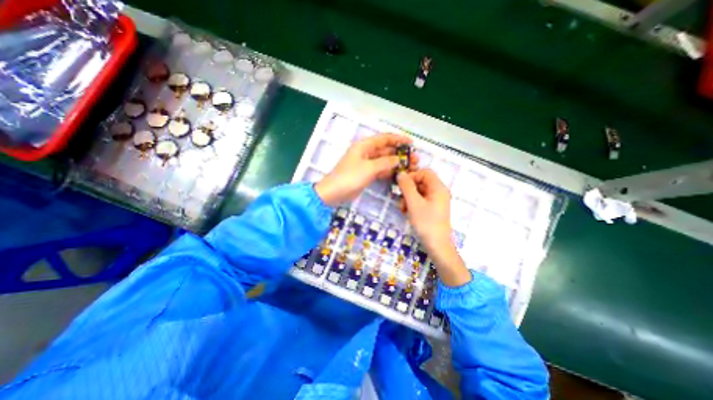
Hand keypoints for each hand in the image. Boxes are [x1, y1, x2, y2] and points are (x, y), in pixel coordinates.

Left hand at [313, 133, 418, 206]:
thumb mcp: (369, 168)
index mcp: (364, 145)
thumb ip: (385, 162)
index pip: (384, 138)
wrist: (335, 192)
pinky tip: (399, 174)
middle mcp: (366, 152)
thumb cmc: (350, 177)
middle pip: (386, 150)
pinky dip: (389, 171)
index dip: (398, 139)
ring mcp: (366, 164)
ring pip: (384, 160)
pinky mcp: (366, 174)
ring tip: (410, 167)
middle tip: (414, 159)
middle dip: (400, 153)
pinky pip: (380, 170)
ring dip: (396, 163)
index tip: (411, 143)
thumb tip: (399, 159)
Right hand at [399, 170, 471, 285]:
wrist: (436, 245)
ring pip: (418, 192)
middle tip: (401, 200)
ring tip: (404, 209)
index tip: (401, 185)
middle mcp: (439, 192)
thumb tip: (400, 174)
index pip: (424, 173)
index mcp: (438, 188)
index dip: (412, 176)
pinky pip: (420, 200)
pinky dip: (412, 204)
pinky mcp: (432, 209)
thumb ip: (406, 186)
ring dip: (408, 198)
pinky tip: (407, 213)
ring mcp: (436, 201)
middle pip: (421, 182)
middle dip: (408, 190)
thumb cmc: (426, 223)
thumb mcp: (414, 203)